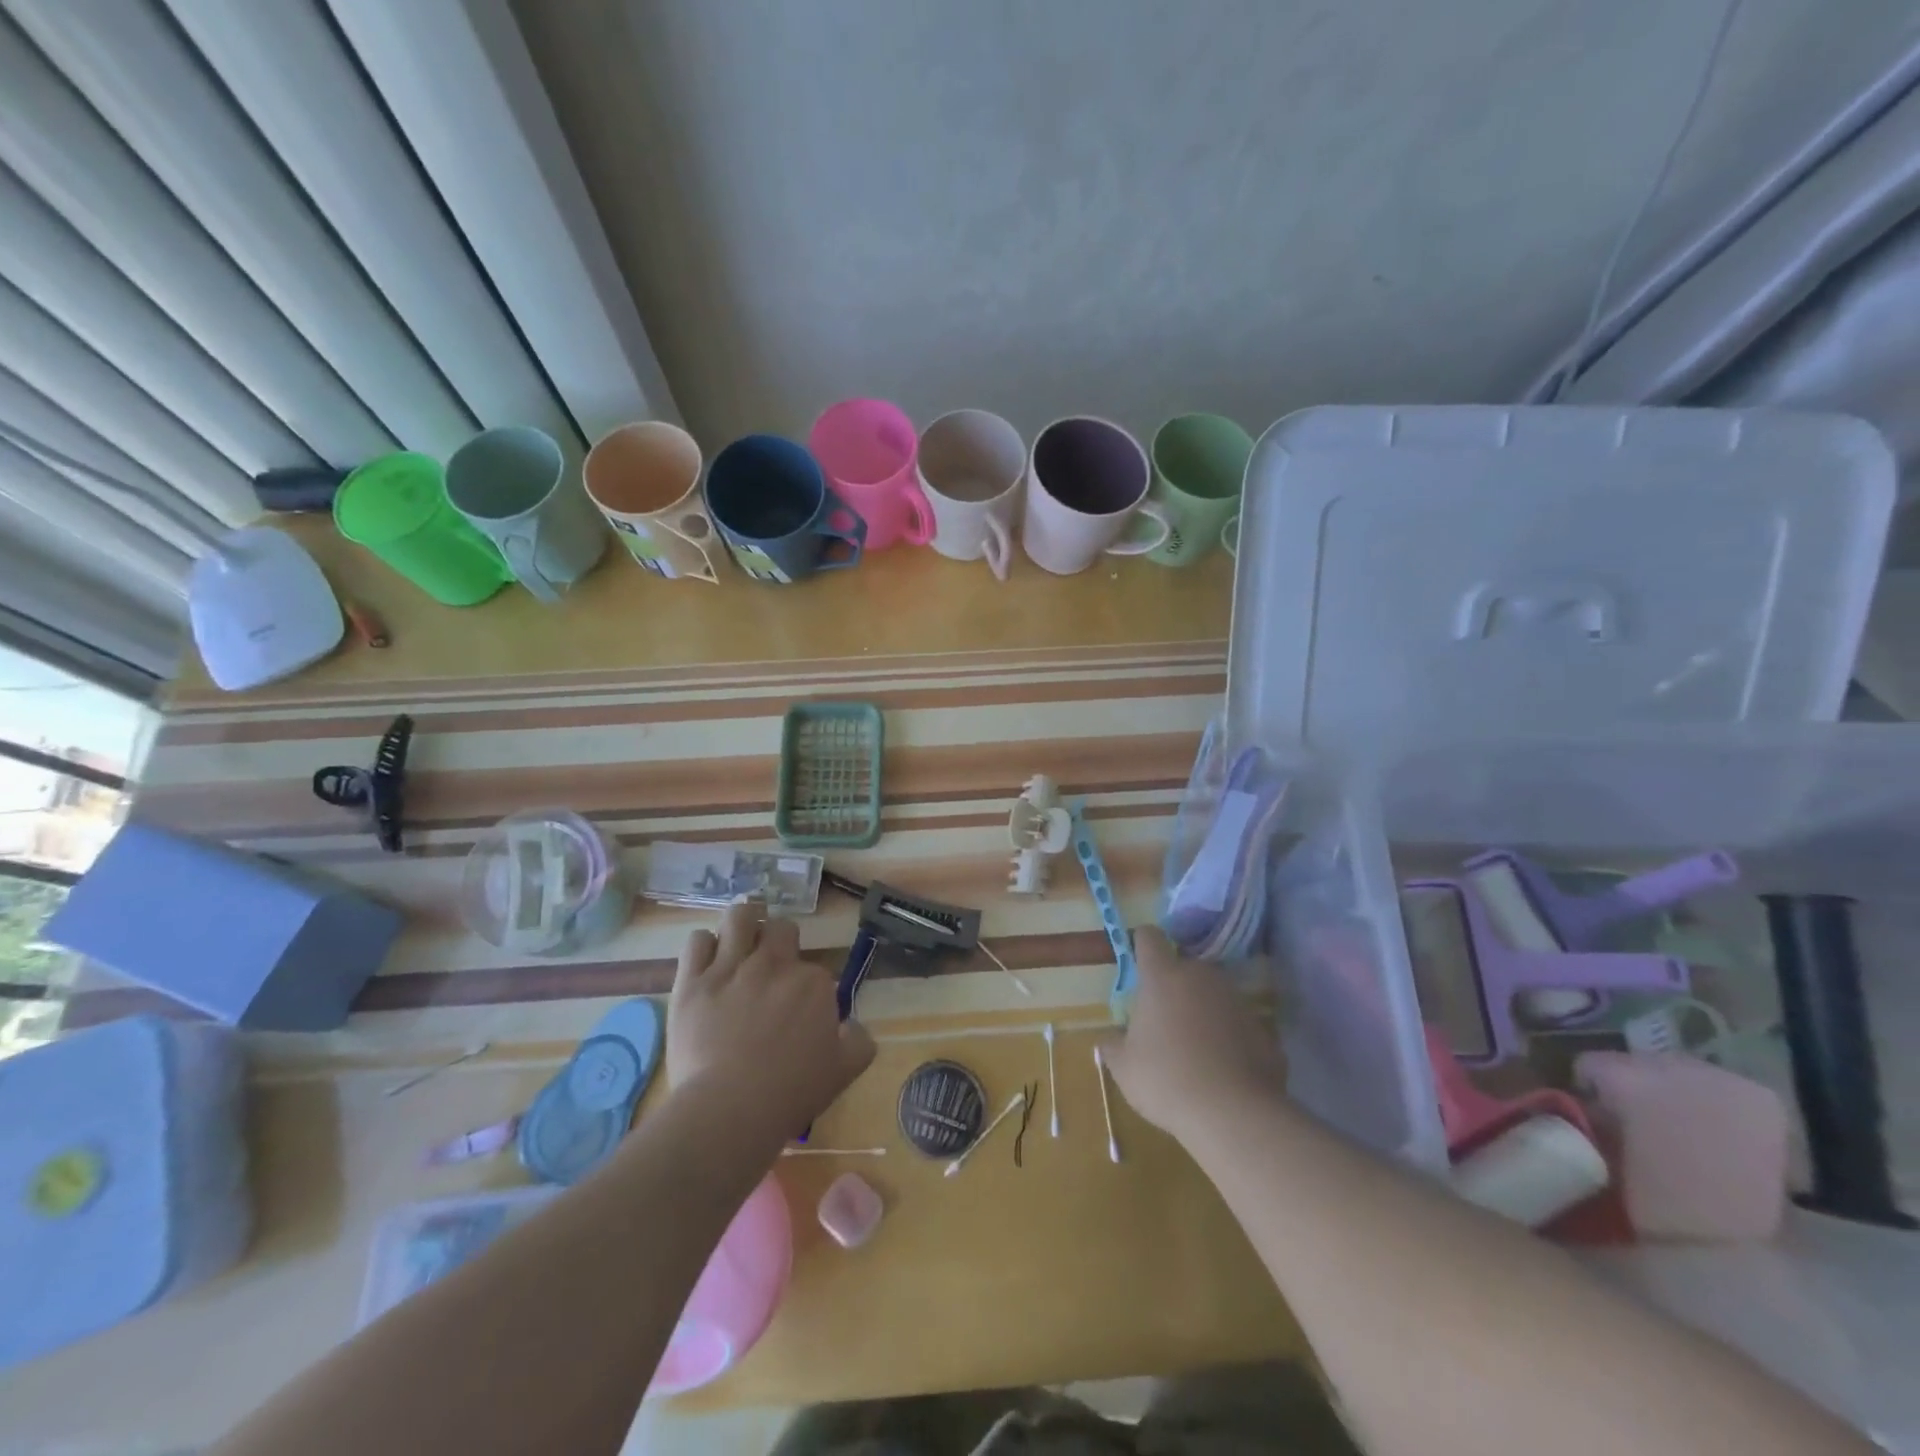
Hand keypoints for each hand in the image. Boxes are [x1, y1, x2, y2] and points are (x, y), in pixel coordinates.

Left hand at [666, 904, 874, 1136]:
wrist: (730, 1109)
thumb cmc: (791, 1093)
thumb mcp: (844, 1071)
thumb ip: (858, 1041)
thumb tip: (852, 1026)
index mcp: (813, 983)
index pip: (815, 970)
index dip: (808, 988)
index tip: (801, 1011)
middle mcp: (773, 965)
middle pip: (780, 929)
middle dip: (779, 941)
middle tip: (771, 965)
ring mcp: (730, 968)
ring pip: (739, 917)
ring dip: (744, 923)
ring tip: (741, 937)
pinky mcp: (693, 981)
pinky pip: (697, 941)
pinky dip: (704, 945)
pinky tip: (707, 961)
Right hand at [1103, 928, 1286, 1141]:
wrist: (1234, 1114)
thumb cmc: (1166, 1080)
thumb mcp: (1124, 1068)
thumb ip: (1113, 1046)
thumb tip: (1109, 1039)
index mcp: (1162, 977)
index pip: (1150, 938)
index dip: (1142, 943)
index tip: (1138, 959)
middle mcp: (1202, 977)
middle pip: (1185, 967)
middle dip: (1174, 985)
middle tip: (1164, 1019)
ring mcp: (1236, 1000)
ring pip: (1214, 994)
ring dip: (1203, 1010)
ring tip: (1196, 1047)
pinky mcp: (1263, 1027)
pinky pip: (1237, 1023)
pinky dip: (1229, 1037)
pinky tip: (1222, 1068)